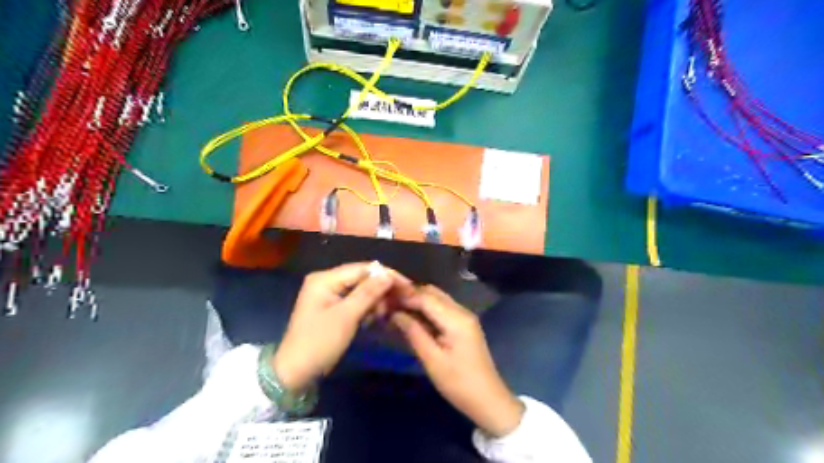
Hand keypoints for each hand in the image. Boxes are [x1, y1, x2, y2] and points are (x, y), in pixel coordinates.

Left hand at [272, 260, 411, 390]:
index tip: (408, 286)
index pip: (363, 268)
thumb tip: (389, 275)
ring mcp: (329, 295)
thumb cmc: (319, 342)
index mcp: (325, 279)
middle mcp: (327, 281)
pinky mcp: (333, 308)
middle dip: (381, 290)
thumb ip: (368, 293)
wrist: (295, 373)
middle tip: (400, 303)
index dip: (386, 275)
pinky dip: (366, 309)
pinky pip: (355, 302)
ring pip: (361, 290)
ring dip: (375, 301)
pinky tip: (374, 319)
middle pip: (362, 278)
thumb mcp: (346, 317)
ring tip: (385, 315)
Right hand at [390, 286, 519, 437]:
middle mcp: (462, 311)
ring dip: (418, 301)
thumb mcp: (432, 360)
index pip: (426, 297)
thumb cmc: (458, 383)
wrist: (488, 400)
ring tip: (396, 309)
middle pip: (433, 293)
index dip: (404, 296)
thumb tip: (395, 313)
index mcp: (456, 319)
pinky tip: (413, 318)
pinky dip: (426, 309)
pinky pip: (442, 309)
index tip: (384, 298)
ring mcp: (465, 317)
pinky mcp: (464, 325)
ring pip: (437, 299)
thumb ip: (414, 332)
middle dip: (410, 295)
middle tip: (388, 303)